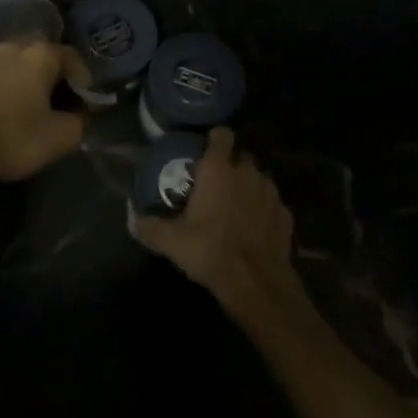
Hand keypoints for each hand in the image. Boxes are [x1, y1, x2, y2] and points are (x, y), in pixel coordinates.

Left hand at [0, 41, 91, 187]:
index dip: (82, 78)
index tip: (84, 100)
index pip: (70, 57)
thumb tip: (77, 115)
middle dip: (51, 74)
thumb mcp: (61, 138)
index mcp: (39, 54)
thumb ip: (78, 122)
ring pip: (13, 62)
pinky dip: (0, 85)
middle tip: (57, 100)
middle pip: (40, 54)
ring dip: (23, 78)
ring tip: (26, 104)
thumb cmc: (14, 138)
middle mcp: (11, 46)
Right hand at [130, 127, 302, 317]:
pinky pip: (272, 204)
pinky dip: (264, 210)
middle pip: (241, 156)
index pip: (222, 134)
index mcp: (219, 169)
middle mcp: (247, 172)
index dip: (215, 139)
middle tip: (216, 184)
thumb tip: (131, 218)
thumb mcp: (172, 242)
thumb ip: (149, 226)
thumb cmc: (211, 251)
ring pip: (259, 179)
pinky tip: (254, 228)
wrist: (257, 283)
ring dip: (248, 187)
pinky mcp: (286, 215)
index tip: (205, 151)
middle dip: (231, 165)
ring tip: (236, 207)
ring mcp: (271, 193)